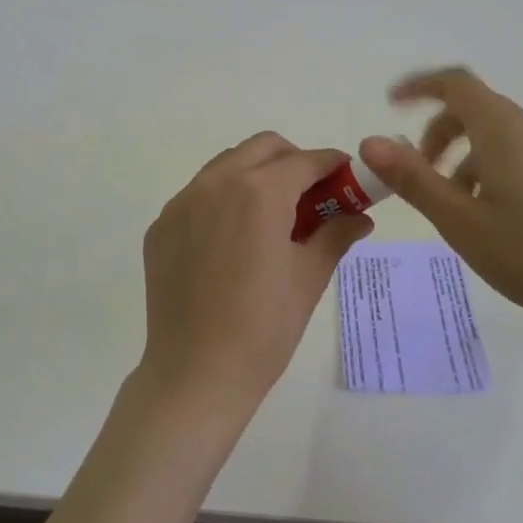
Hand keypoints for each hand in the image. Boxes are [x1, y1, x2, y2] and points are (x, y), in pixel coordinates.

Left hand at [140, 132, 373, 417]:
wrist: (195, 373)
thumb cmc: (264, 327)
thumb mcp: (309, 278)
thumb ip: (335, 234)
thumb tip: (360, 217)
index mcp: (259, 192)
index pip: (305, 161)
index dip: (332, 165)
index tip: (347, 176)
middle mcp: (216, 183)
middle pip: (263, 148)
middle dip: (293, 160)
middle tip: (310, 195)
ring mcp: (182, 203)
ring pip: (226, 165)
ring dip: (255, 174)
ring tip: (271, 216)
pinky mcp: (161, 226)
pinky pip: (197, 194)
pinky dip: (222, 200)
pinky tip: (232, 240)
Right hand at [359, 68, 522, 336]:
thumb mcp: (459, 220)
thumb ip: (412, 178)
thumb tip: (370, 142)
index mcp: (503, 130)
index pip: (456, 84)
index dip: (420, 86)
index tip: (391, 104)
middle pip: (474, 109)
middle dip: (437, 132)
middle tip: (417, 171)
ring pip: (495, 136)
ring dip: (461, 156)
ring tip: (450, 204)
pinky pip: (516, 156)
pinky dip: (487, 170)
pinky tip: (487, 217)